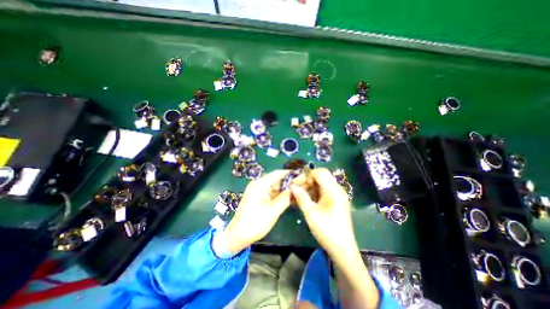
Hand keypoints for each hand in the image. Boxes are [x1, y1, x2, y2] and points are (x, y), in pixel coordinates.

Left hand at [222, 171, 294, 254]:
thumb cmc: (255, 223)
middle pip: (277, 179)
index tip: (302, 174)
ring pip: (276, 187)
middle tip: (304, 184)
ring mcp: (259, 191)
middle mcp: (259, 184)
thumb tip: (296, 188)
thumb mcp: (273, 210)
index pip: (277, 173)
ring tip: (300, 190)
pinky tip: (291, 196)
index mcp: (260, 184)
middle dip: (290, 182)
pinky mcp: (260, 197)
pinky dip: (281, 194)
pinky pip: (272, 193)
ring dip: (286, 188)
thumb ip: (285, 197)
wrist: (238, 236)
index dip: (290, 173)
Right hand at [292, 168, 356, 256]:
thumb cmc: (327, 230)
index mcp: (334, 190)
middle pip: (321, 177)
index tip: (296, 182)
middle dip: (307, 180)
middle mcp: (337, 190)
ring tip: (299, 194)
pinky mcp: (336, 201)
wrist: (343, 250)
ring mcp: (337, 196)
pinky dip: (314, 193)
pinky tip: (306, 199)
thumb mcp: (311, 213)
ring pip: (321, 184)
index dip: (307, 174)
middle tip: (296, 188)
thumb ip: (301, 197)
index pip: (320, 172)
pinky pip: (323, 191)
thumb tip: (292, 186)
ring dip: (310, 187)